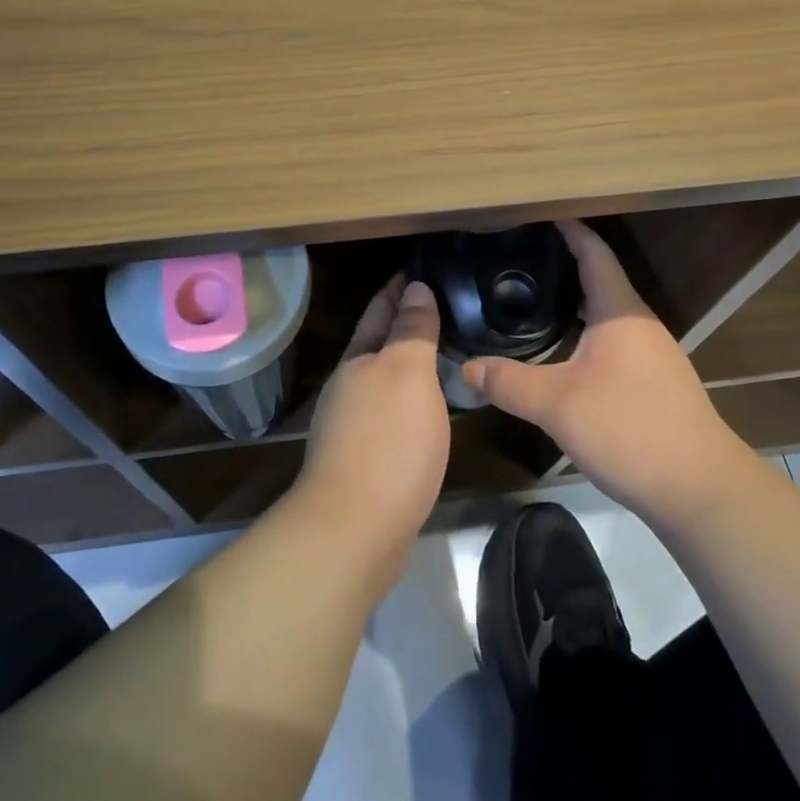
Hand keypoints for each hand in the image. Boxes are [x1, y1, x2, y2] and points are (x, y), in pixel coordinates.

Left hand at [290, 277, 450, 585]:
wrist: (354, 533)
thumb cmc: (387, 442)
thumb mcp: (407, 374)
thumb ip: (411, 330)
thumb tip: (415, 287)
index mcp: (358, 359)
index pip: (380, 309)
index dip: (401, 287)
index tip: (425, 268)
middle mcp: (350, 387)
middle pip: (379, 343)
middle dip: (406, 323)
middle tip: (449, 307)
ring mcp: (353, 426)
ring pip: (386, 380)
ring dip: (411, 364)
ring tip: (448, 353)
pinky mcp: (365, 462)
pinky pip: (393, 414)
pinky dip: (413, 401)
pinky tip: (433, 410)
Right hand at [462, 221, 748, 526]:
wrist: (702, 491)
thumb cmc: (630, 429)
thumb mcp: (558, 405)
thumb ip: (509, 382)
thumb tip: (466, 367)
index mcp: (620, 312)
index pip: (594, 254)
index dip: (569, 230)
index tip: (540, 214)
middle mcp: (639, 324)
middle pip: (600, 280)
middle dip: (563, 265)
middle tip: (520, 259)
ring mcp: (652, 355)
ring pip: (606, 314)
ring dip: (574, 302)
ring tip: (532, 300)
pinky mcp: (655, 383)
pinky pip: (613, 341)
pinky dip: (584, 332)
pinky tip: (562, 352)